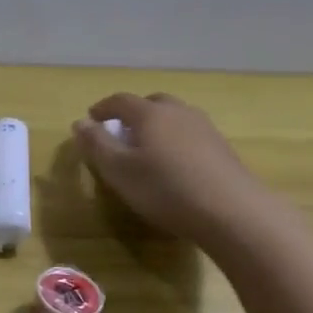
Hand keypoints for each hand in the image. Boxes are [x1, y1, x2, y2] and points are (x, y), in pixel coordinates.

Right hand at [71, 92, 264, 242]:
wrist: (232, 211)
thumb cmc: (164, 188)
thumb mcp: (118, 170)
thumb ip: (96, 144)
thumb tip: (80, 122)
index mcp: (149, 114)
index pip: (120, 101)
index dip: (102, 108)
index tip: (91, 119)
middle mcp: (178, 112)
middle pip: (151, 103)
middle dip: (132, 113)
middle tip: (120, 132)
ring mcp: (205, 128)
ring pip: (174, 118)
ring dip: (157, 127)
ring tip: (147, 149)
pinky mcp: (222, 148)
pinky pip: (190, 135)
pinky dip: (175, 141)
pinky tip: (174, 165)